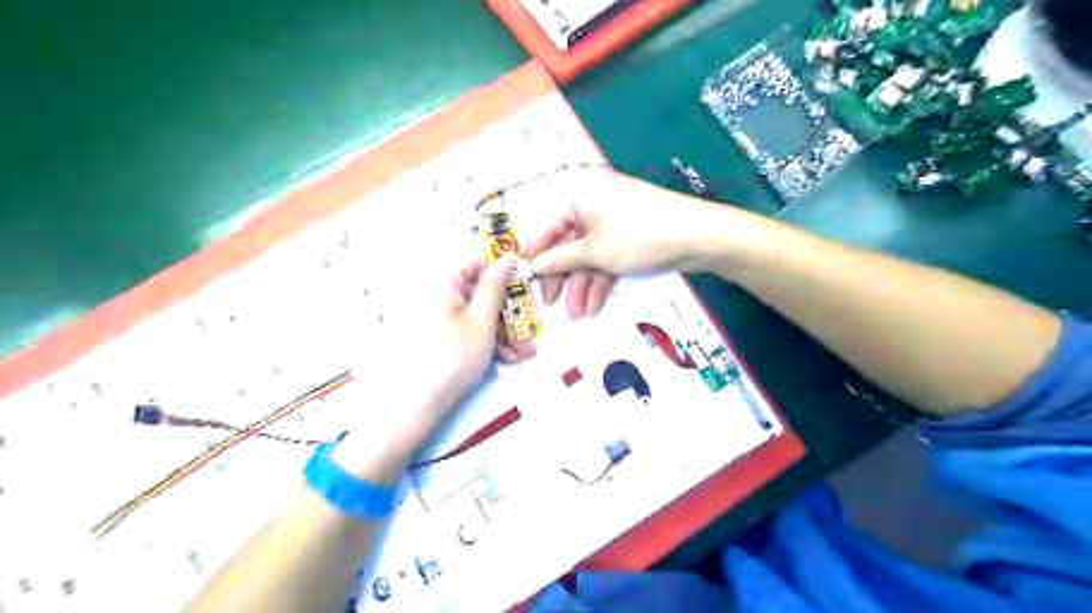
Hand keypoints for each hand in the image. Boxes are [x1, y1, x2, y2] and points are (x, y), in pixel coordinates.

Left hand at [338, 254, 534, 473]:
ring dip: (508, 332)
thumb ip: (496, 286)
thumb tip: (508, 258)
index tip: (527, 277)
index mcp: (446, 283)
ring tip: (525, 353)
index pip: (478, 261)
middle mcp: (443, 295)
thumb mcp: (482, 319)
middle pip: (485, 292)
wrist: (422, 402)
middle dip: (512, 312)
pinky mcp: (448, 336)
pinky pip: (475, 330)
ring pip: (484, 314)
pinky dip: (493, 342)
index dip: (504, 268)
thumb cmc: (452, 356)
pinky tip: (511, 359)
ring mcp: (445, 317)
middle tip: (532, 325)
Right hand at [524, 170, 727, 318]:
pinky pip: (606, 259)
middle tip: (551, 305)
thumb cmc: (639, 236)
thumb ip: (560, 260)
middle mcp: (593, 206)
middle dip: (562, 278)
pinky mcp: (629, 239)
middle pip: (568, 245)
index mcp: (580, 196)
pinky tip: (594, 306)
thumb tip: (532, 266)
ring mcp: (613, 223)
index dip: (535, 254)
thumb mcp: (595, 251)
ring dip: (582, 286)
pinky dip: (600, 281)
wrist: (698, 237)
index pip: (548, 226)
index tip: (521, 278)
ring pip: (588, 257)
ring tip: (577, 315)